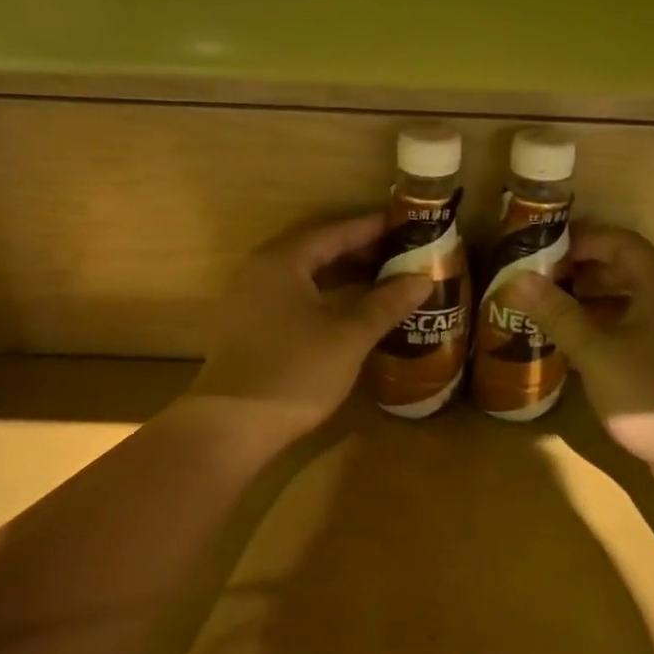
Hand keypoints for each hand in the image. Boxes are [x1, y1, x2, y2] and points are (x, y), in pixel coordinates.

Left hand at [185, 214, 432, 445]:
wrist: (230, 428)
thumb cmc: (294, 373)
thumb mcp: (348, 337)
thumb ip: (386, 304)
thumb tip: (423, 279)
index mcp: (282, 261)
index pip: (334, 232)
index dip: (371, 228)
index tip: (405, 226)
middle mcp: (261, 271)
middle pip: (317, 250)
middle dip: (360, 251)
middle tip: (401, 254)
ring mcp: (250, 299)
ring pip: (304, 275)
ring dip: (343, 275)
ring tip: (383, 280)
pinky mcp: (249, 326)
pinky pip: (294, 296)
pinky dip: (325, 296)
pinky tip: (350, 311)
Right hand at [505, 227, 653, 476]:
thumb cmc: (649, 392)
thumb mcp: (594, 351)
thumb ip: (558, 313)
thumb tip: (519, 280)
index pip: (620, 242)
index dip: (582, 240)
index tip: (544, 252)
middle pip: (624, 270)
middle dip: (581, 272)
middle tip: (541, 283)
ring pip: (628, 303)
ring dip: (590, 303)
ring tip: (550, 313)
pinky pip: (633, 331)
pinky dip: (603, 331)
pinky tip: (574, 350)